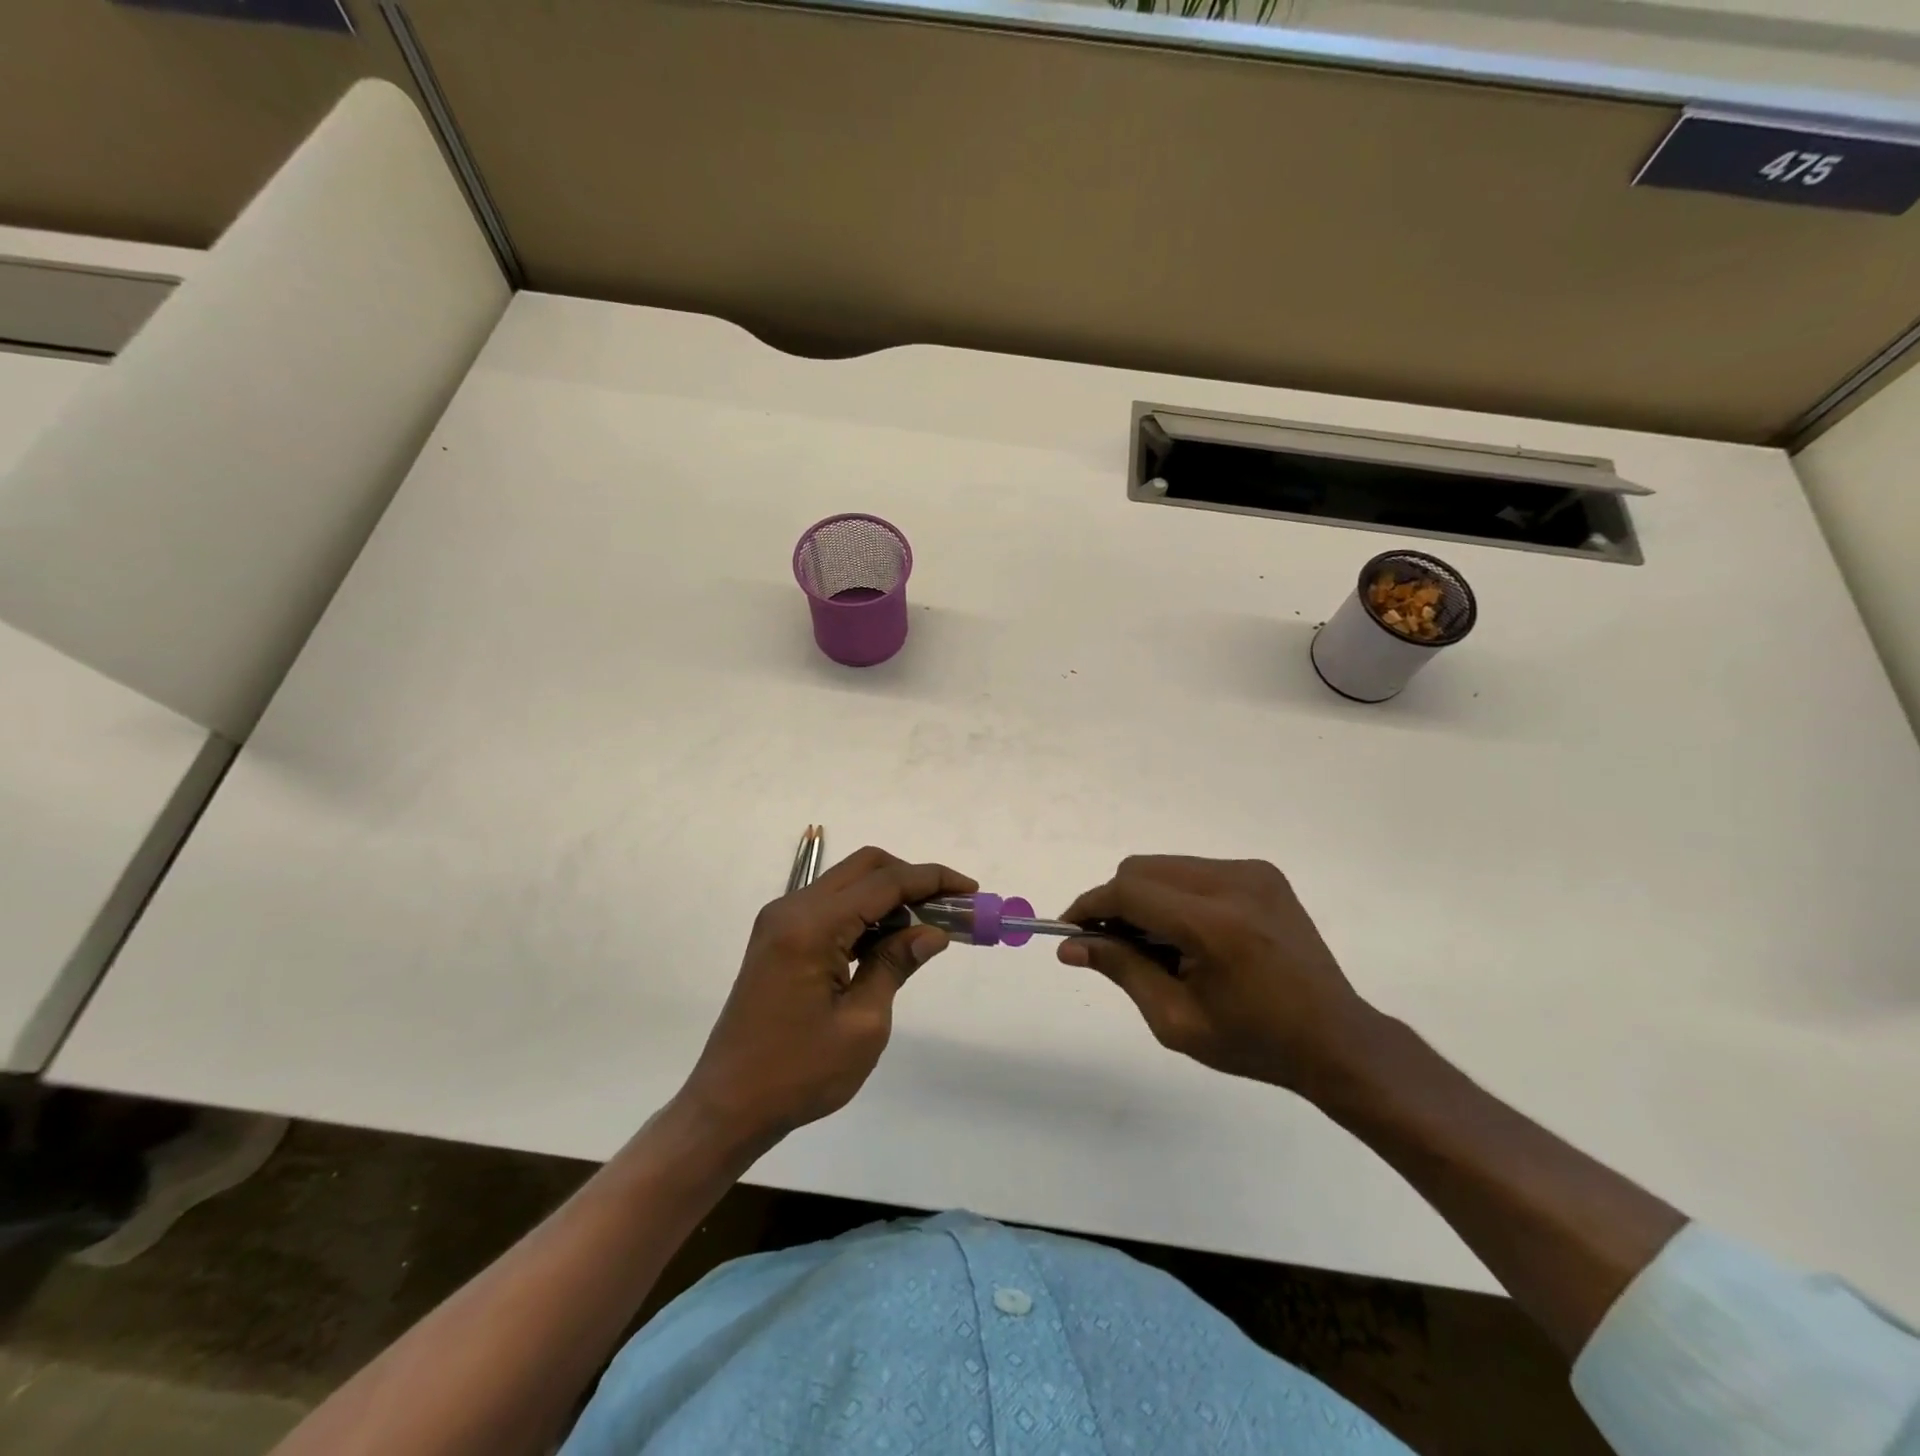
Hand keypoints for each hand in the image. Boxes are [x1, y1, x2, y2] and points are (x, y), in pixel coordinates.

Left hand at [678, 847, 975, 1149]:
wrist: (728, 1105)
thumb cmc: (799, 1073)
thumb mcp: (862, 1024)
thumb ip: (896, 965)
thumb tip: (933, 932)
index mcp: (812, 927)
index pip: (884, 883)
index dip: (931, 880)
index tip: (970, 889)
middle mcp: (792, 909)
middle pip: (864, 868)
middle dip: (912, 878)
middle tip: (950, 906)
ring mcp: (781, 921)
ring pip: (848, 884)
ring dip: (890, 895)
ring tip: (928, 926)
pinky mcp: (779, 938)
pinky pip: (831, 907)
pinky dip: (865, 913)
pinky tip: (890, 940)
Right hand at [1059, 855, 1375, 1093]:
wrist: (1335, 1039)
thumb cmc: (1254, 1042)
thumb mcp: (1176, 1020)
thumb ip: (1122, 970)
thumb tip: (1071, 945)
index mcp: (1215, 925)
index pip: (1129, 892)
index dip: (1090, 907)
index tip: (1069, 930)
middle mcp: (1234, 883)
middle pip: (1141, 869)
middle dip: (1115, 902)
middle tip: (1112, 945)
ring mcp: (1252, 872)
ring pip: (1165, 866)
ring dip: (1144, 897)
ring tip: (1156, 945)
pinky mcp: (1262, 873)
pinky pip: (1193, 870)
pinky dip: (1173, 894)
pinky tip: (1187, 935)